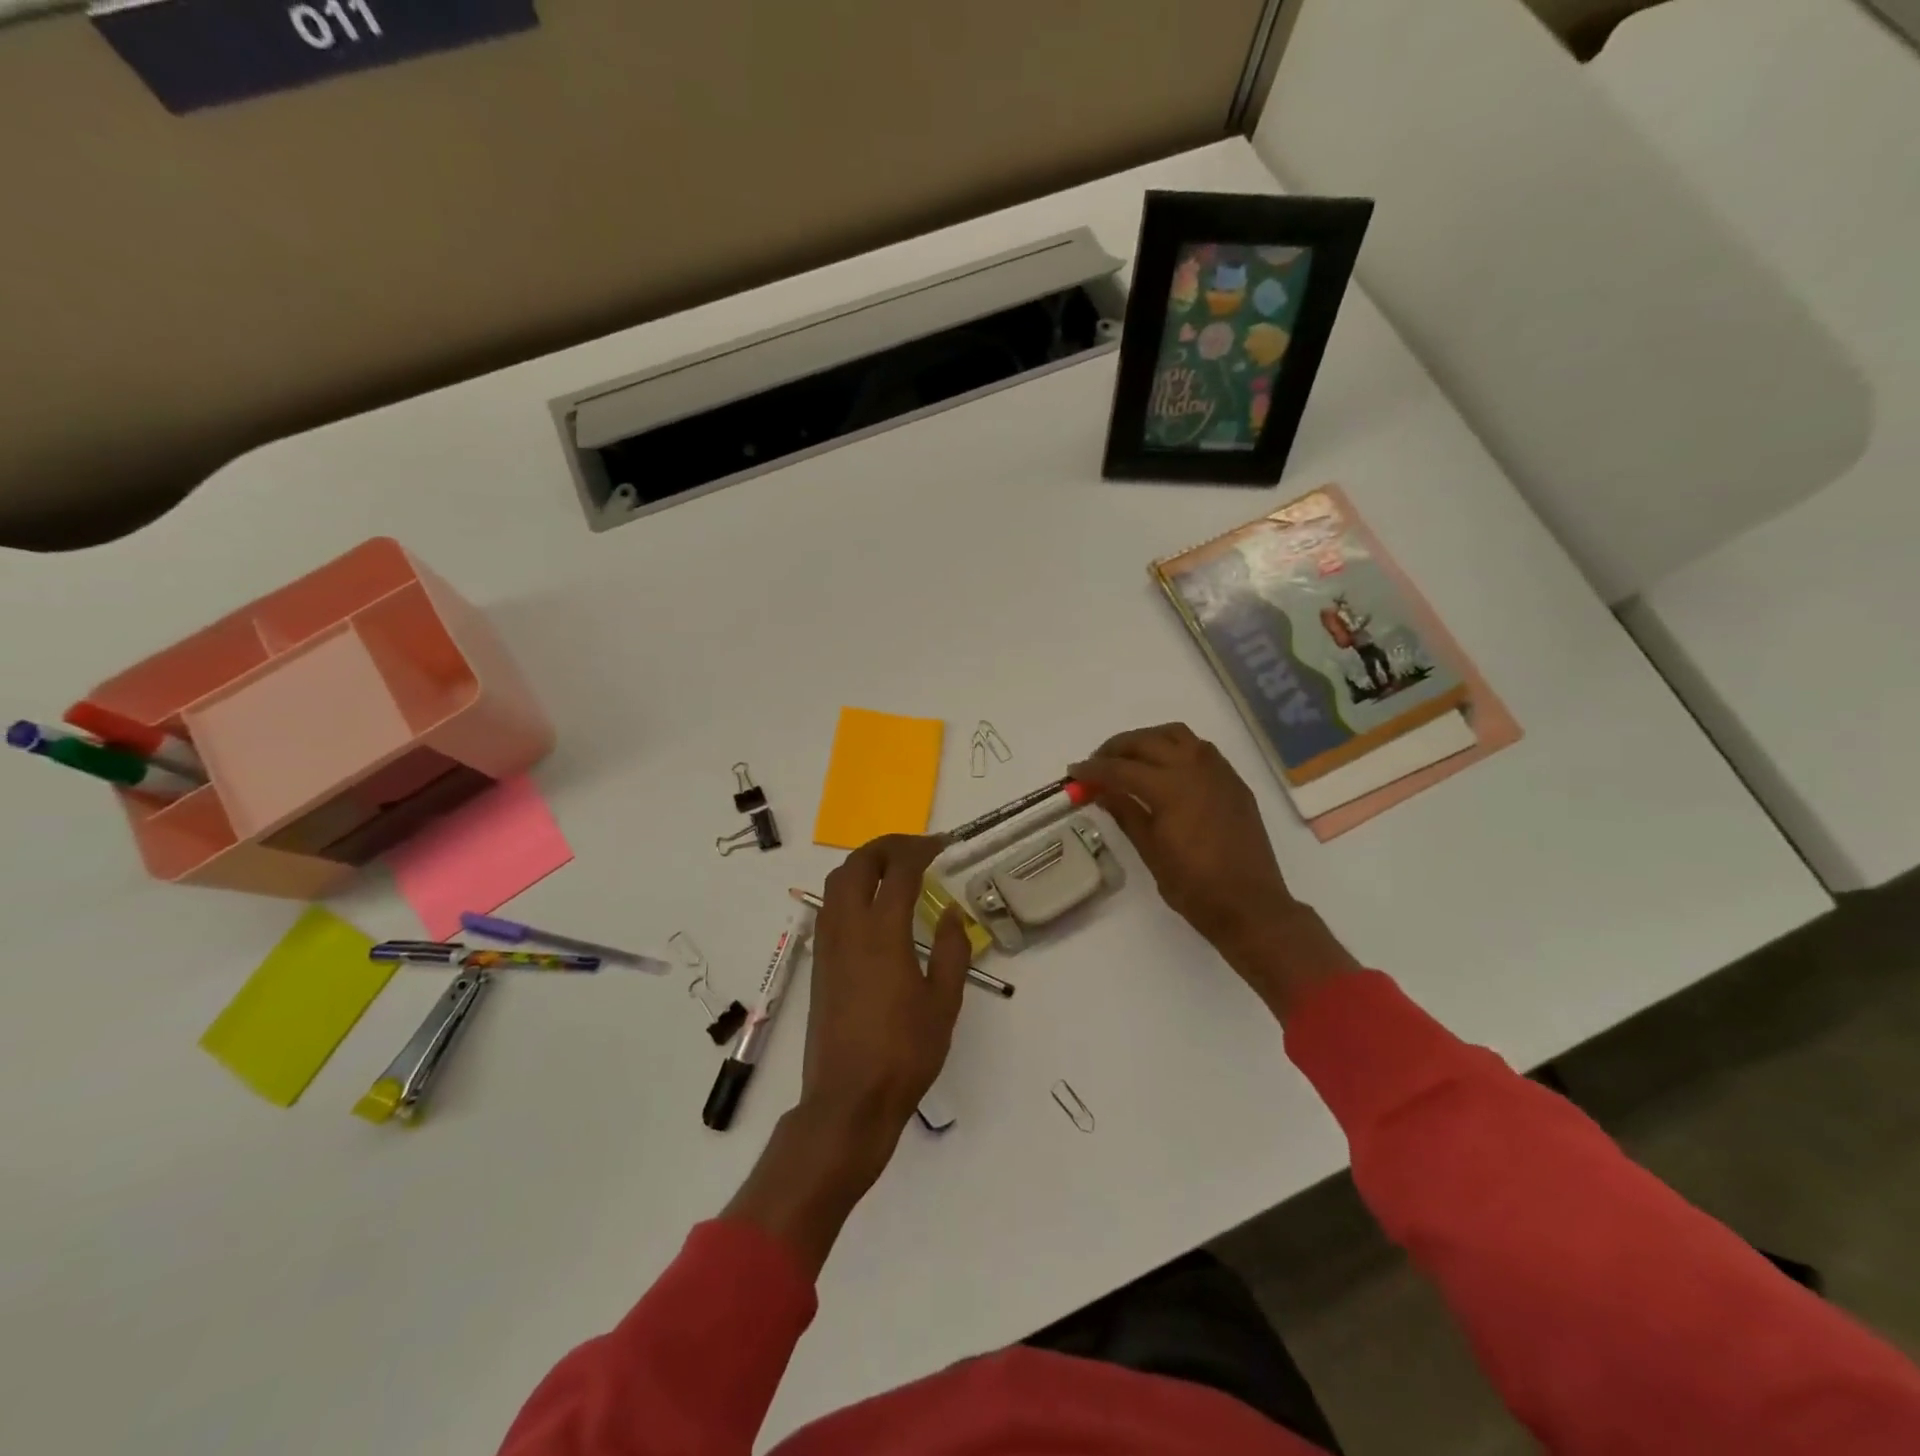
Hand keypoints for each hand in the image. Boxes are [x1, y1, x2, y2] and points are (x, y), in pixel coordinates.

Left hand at [802, 834, 971, 1161]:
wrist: (848, 1099)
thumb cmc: (904, 1053)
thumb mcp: (944, 1002)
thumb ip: (952, 951)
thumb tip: (950, 912)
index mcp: (883, 933)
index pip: (899, 871)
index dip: (921, 849)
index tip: (942, 845)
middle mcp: (849, 929)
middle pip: (858, 865)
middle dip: (887, 846)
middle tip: (917, 848)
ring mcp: (828, 945)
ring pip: (837, 882)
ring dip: (865, 864)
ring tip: (895, 870)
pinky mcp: (820, 963)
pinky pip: (830, 906)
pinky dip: (851, 888)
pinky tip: (874, 907)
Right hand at [1071, 723, 1355, 1012]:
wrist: (1250, 905)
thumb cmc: (1194, 887)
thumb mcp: (1151, 851)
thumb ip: (1126, 813)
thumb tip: (1102, 791)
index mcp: (1171, 788)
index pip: (1121, 769)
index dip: (1093, 769)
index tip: (1074, 773)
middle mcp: (1195, 769)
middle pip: (1147, 741)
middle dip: (1116, 748)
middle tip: (1096, 763)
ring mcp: (1219, 772)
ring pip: (1176, 735)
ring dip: (1147, 740)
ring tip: (1129, 759)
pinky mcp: (1233, 781)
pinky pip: (1200, 748)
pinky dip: (1175, 748)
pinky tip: (1164, 768)